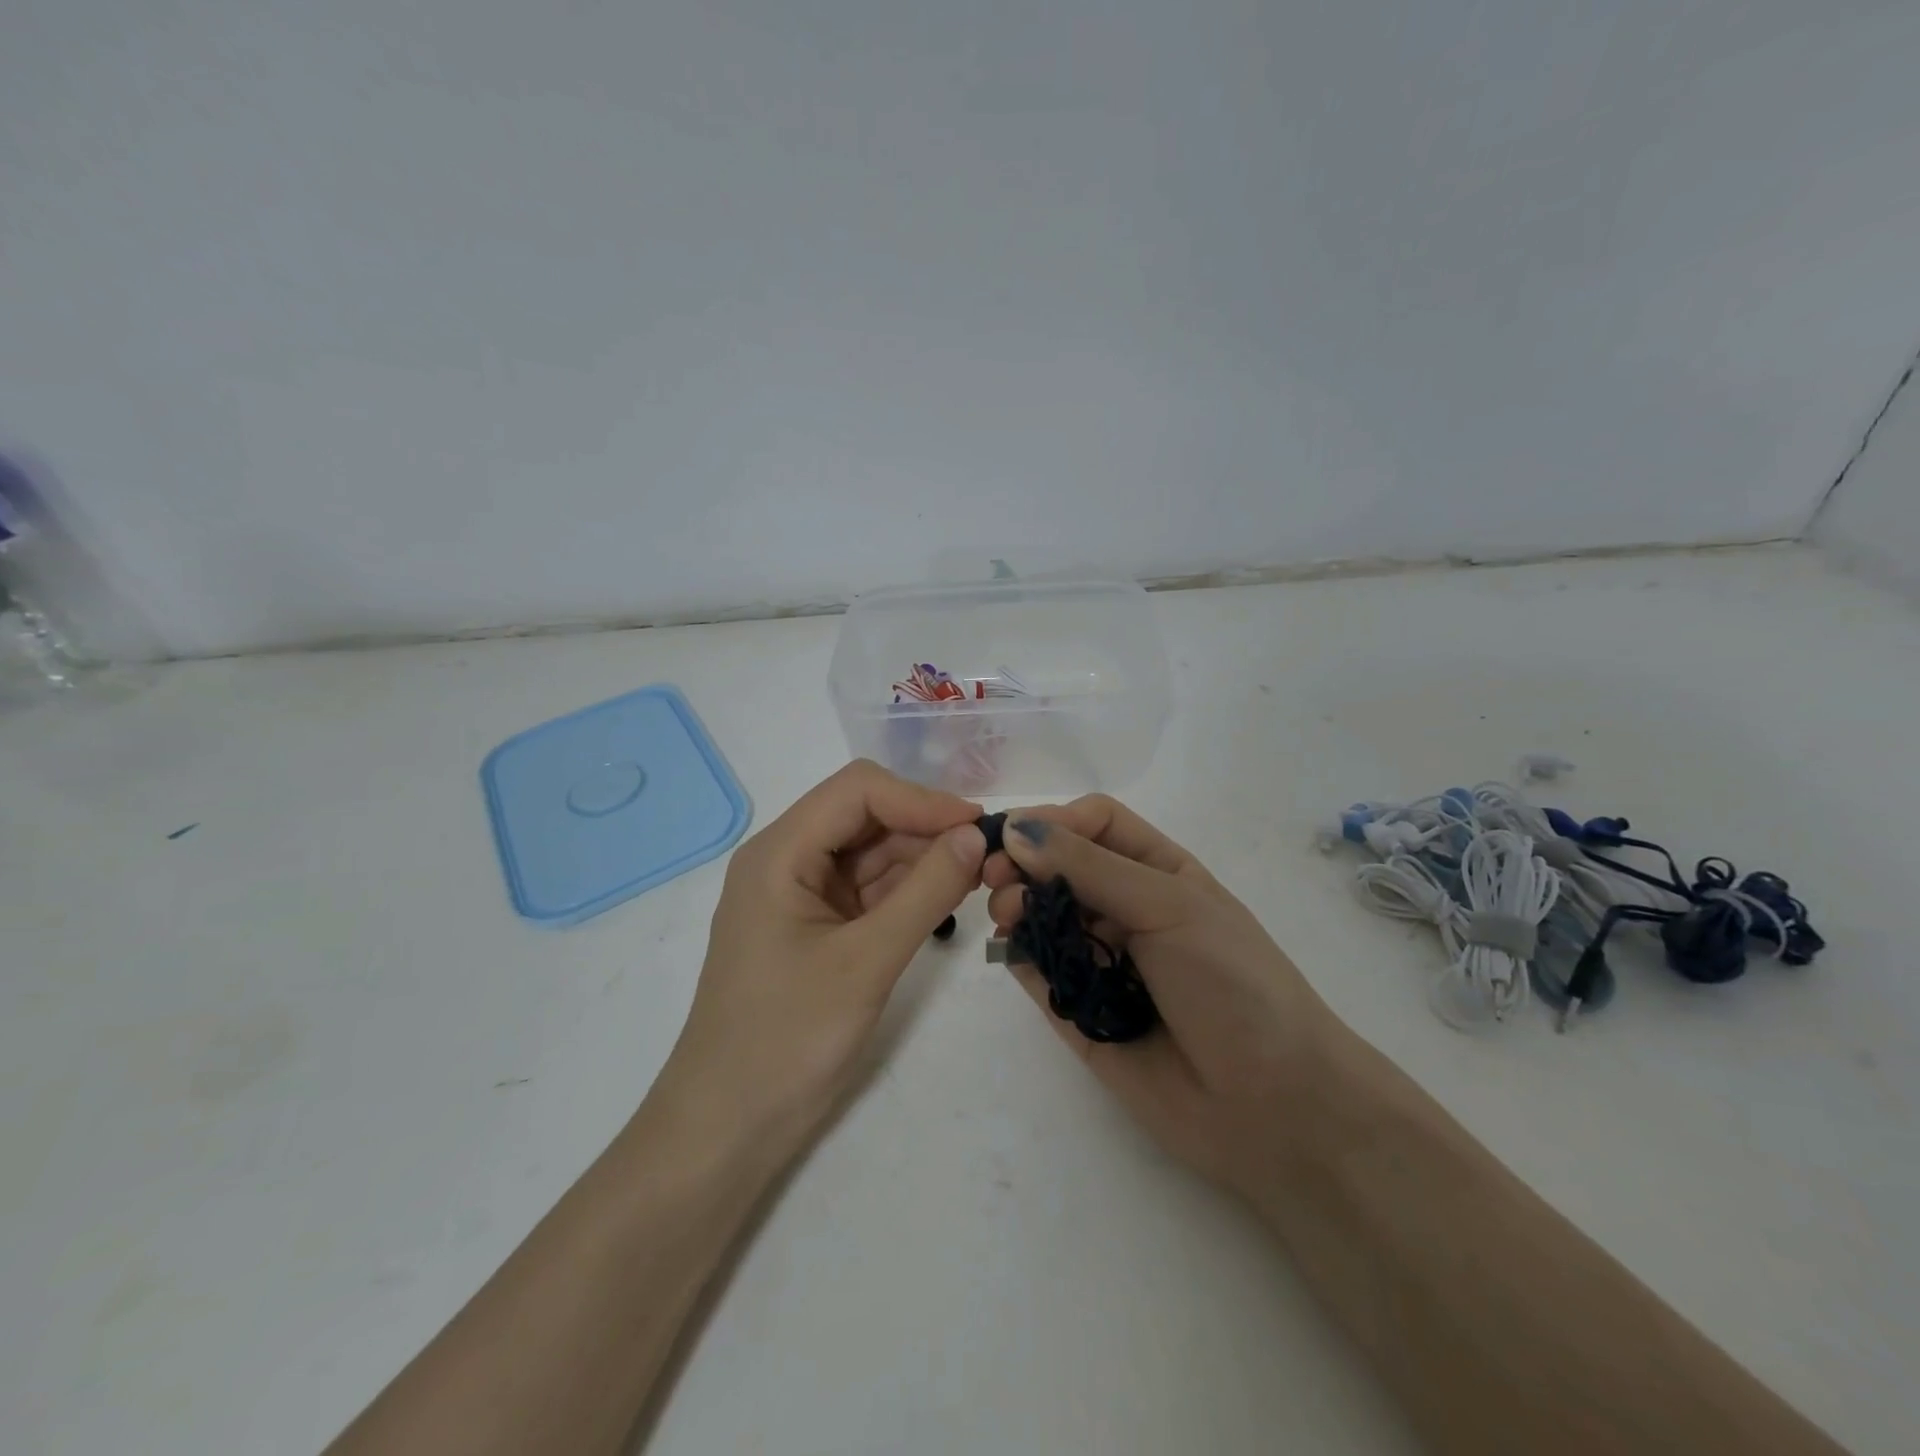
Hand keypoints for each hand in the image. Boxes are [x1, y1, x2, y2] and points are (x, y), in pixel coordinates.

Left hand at [659, 760, 986, 1151]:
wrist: (728, 1129)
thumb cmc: (787, 1040)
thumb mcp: (866, 962)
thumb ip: (926, 892)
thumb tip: (977, 835)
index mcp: (780, 852)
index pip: (858, 791)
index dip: (921, 799)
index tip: (977, 827)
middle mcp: (787, 859)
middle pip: (866, 816)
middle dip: (926, 827)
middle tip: (988, 855)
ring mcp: (801, 894)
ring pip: (872, 852)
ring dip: (922, 857)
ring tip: (979, 874)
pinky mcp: (816, 926)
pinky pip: (868, 889)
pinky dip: (908, 889)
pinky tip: (947, 897)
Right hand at [983, 795, 1340, 1197]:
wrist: (1275, 1106)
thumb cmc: (1232, 982)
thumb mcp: (1168, 906)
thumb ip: (1089, 866)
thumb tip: (1015, 829)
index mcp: (1158, 871)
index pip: (1094, 823)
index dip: (1054, 821)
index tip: (1013, 836)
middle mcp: (1125, 908)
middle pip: (1060, 867)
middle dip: (1024, 863)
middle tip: (994, 879)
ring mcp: (1100, 960)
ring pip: (1043, 916)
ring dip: (1016, 906)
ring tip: (1006, 916)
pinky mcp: (1079, 1011)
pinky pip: (1038, 972)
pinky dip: (1018, 955)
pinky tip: (1011, 950)